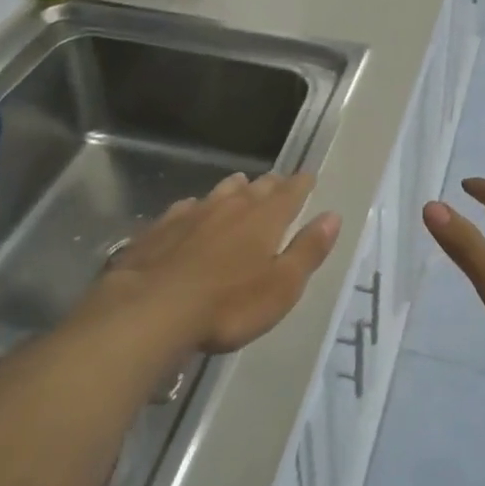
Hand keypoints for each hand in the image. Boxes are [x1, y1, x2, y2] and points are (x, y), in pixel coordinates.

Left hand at [98, 172, 341, 354]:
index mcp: (265, 219)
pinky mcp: (161, 227)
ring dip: (234, 189)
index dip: (301, 184)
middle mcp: (230, 206)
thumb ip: (308, 250)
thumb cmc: (228, 305)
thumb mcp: (282, 286)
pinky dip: (196, 207)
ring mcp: (192, 213)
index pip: (290, 193)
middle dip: (270, 185)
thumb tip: (332, 216)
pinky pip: (186, 208)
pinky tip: (192, 211)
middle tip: (278, 182)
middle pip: (256, 188)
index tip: (308, 176)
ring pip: (220, 192)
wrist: (152, 309)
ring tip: (240, 185)